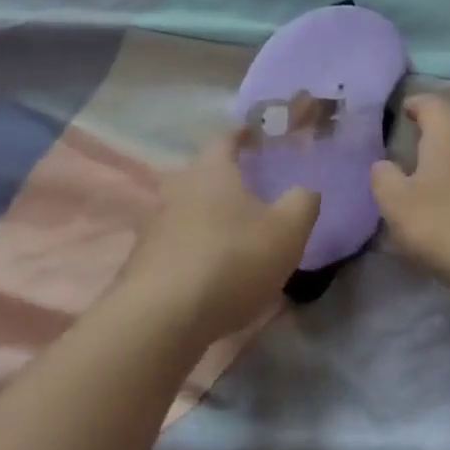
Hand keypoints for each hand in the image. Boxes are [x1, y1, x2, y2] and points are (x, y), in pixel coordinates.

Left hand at [124, 130, 319, 340]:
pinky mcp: (144, 262)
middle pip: (203, 175)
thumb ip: (303, 203)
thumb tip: (305, 190)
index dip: (242, 134)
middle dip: (226, 178)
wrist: (164, 316)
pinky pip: (178, 243)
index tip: (255, 132)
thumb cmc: (233, 259)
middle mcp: (177, 190)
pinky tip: (215, 268)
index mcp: (211, 172)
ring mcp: (155, 226)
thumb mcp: (288, 231)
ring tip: (236, 231)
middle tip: (251, 185)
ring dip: (210, 216)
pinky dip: (197, 247)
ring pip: (188, 210)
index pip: (225, 139)